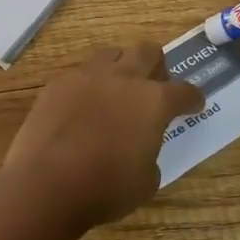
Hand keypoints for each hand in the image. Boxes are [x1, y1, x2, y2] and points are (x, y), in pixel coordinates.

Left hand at [1, 43, 204, 232]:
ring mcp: (87, 77)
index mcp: (153, 101)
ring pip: (112, 54)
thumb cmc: (105, 188)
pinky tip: (82, 106)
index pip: (184, 90)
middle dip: (157, 66)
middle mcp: (124, 78)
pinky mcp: (57, 84)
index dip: (192, 98)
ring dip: (121, 67)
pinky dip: (88, 86)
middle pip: (148, 51)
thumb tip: (141, 149)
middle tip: (155, 86)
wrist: (46, 184)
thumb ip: (150, 155)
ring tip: (117, 89)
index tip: (193, 105)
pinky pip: (79, 74)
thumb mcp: (146, 182)